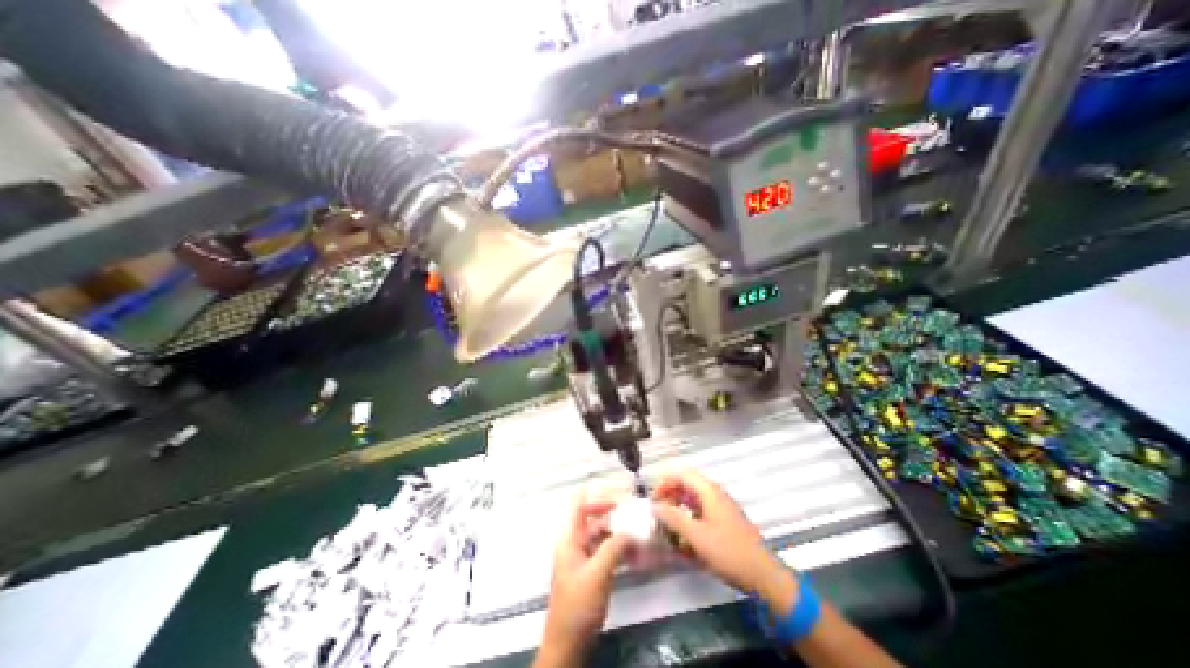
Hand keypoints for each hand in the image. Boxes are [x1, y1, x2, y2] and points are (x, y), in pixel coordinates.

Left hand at [540, 496, 631, 663]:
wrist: (568, 645)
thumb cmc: (578, 605)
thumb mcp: (597, 574)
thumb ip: (613, 547)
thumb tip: (630, 531)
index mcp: (571, 537)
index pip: (580, 505)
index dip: (598, 497)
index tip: (620, 499)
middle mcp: (577, 543)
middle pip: (596, 519)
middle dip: (617, 517)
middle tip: (638, 516)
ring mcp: (584, 557)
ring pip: (604, 536)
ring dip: (622, 535)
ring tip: (643, 535)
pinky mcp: (592, 571)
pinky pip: (608, 552)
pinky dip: (621, 550)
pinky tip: (638, 554)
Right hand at [654, 471, 792, 610]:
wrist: (764, 576)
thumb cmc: (729, 552)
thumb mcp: (697, 536)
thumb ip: (674, 518)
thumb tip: (656, 506)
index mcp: (709, 491)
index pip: (682, 474)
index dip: (665, 482)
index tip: (654, 498)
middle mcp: (715, 495)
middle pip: (687, 485)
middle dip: (670, 495)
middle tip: (658, 512)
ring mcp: (721, 508)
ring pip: (693, 500)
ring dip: (678, 508)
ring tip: (667, 525)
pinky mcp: (724, 522)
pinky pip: (701, 513)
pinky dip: (688, 520)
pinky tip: (682, 539)